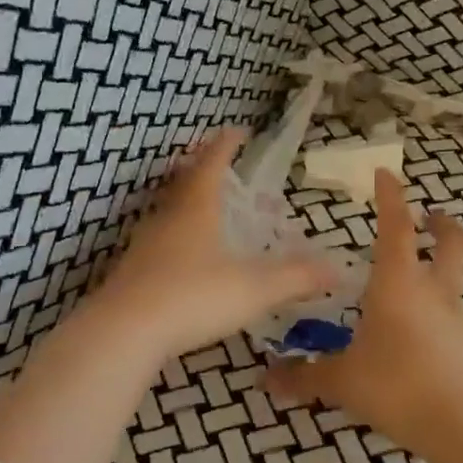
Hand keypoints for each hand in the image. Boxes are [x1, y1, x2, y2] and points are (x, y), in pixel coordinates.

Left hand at [95, 129, 336, 360]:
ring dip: (186, 203)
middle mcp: (167, 219)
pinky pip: (157, 243)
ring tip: (203, 209)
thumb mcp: (254, 288)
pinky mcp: (132, 272)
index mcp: (197, 209)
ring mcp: (145, 246)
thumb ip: (296, 278)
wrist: (125, 331)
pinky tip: (182, 258)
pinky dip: (174, 238)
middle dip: (202, 169)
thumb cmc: (194, 297)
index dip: (226, 146)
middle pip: (183, 183)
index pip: (212, 164)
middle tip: (217, 165)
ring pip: (167, 212)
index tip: (237, 131)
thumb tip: (337, 270)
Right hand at [265, 170, 462, 456]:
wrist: (461, 426)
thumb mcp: (341, 381)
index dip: (391, 197)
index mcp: (397, 284)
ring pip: (459, 278)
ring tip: (424, 278)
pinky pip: (458, 314)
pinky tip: (429, 330)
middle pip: (450, 243)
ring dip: (447, 265)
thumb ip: (304, 376)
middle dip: (442, 224)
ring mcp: (458, 318)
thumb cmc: (395, 386)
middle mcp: (433, 291)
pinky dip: (446, 309)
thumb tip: (266, 378)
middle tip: (433, 216)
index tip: (386, 172)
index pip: (395, 227)